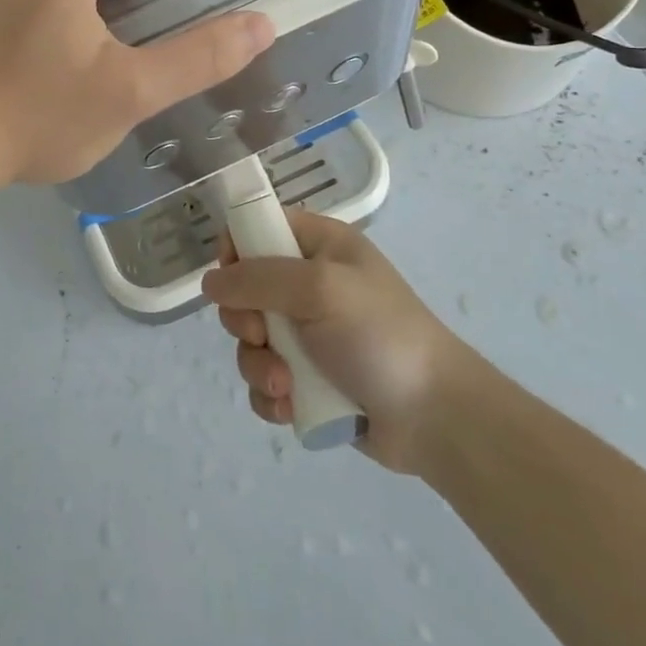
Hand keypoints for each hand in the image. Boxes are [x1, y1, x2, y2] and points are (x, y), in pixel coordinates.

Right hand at [201, 210, 467, 475]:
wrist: (436, 418)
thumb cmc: (380, 335)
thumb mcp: (320, 289)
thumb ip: (258, 278)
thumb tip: (209, 282)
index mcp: (320, 247)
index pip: (260, 228)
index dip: (237, 248)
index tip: (231, 277)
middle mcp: (310, 286)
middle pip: (245, 289)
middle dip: (244, 319)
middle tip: (262, 335)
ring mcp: (308, 335)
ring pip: (250, 341)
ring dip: (257, 365)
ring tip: (284, 385)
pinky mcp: (308, 380)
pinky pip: (265, 380)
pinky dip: (271, 395)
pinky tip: (291, 406)